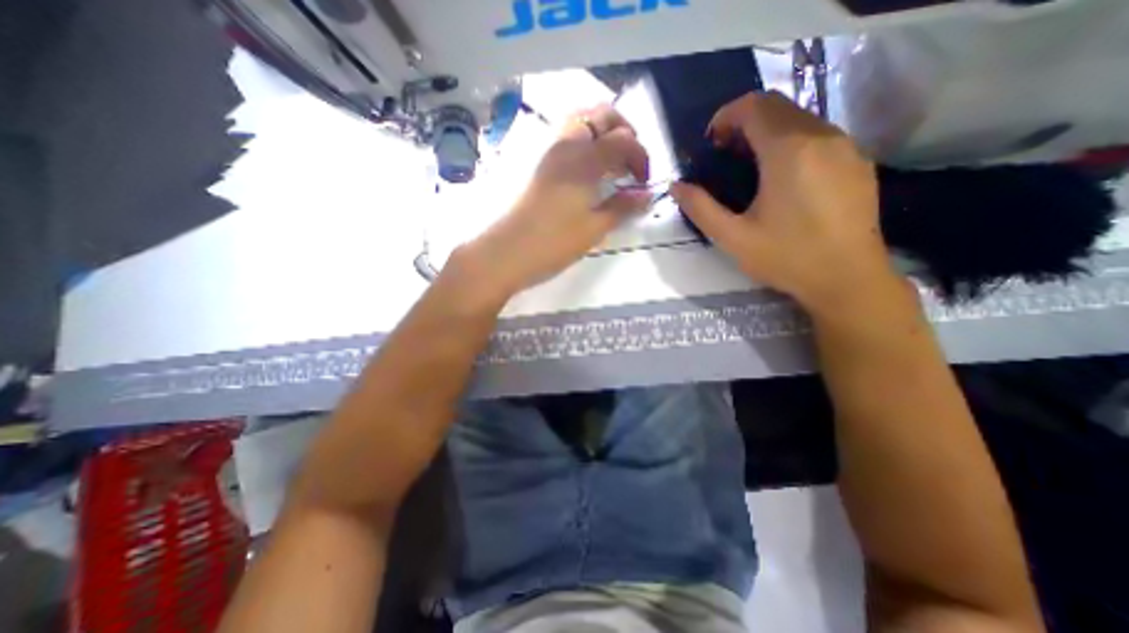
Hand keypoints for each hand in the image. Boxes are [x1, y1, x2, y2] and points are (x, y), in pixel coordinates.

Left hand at [452, 100, 646, 299]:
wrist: (506, 252)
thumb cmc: (554, 242)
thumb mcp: (594, 229)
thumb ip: (623, 207)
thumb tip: (646, 195)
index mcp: (584, 159)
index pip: (623, 139)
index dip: (640, 157)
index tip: (644, 183)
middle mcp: (566, 145)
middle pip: (600, 114)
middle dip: (623, 131)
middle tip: (630, 162)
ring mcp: (548, 153)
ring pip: (580, 123)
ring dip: (602, 134)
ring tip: (611, 164)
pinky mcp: (538, 165)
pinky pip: (566, 139)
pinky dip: (584, 144)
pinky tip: (588, 171)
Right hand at [673, 88, 896, 311]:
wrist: (848, 279)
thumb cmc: (786, 258)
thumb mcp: (732, 237)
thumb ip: (700, 208)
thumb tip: (676, 186)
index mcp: (789, 151)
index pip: (754, 105)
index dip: (725, 116)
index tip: (710, 143)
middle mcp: (822, 136)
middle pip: (777, 106)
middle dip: (743, 122)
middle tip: (724, 156)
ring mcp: (846, 147)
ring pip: (799, 118)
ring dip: (768, 132)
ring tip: (750, 168)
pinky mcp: (857, 161)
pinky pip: (819, 135)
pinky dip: (791, 142)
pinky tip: (782, 178)